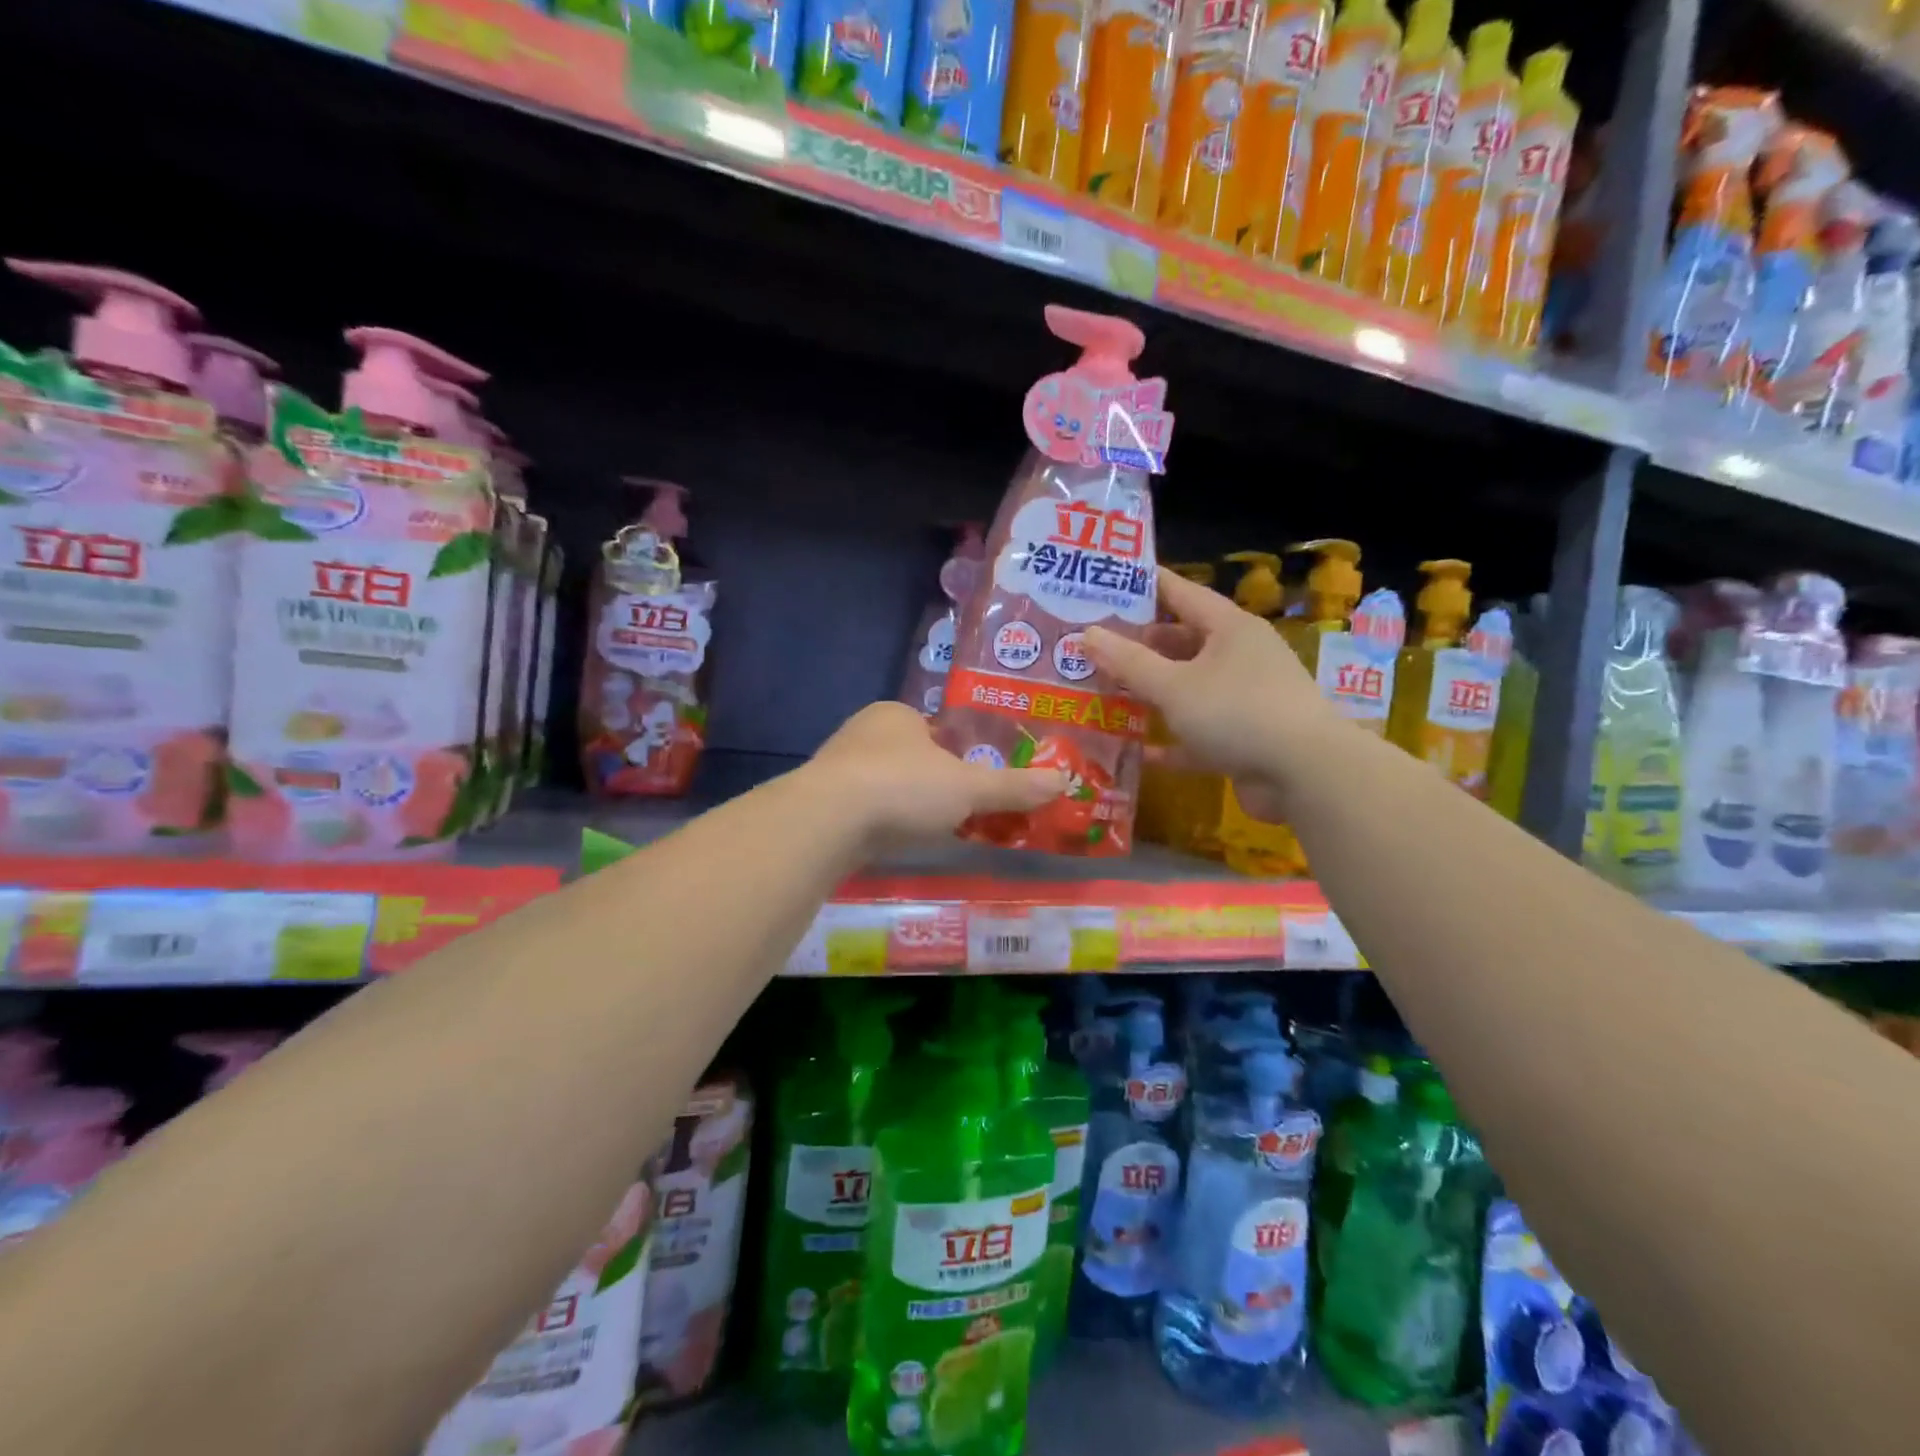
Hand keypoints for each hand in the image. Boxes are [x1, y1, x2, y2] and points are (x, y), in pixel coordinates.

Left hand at [806, 702, 1067, 846]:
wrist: (827, 822)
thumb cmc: (903, 788)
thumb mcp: (968, 789)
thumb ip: (1012, 787)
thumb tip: (1063, 781)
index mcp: (895, 714)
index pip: (933, 729)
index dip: (956, 754)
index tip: (971, 783)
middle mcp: (861, 732)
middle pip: (908, 757)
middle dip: (930, 782)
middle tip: (956, 812)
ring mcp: (834, 768)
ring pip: (882, 784)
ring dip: (903, 805)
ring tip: (926, 832)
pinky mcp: (818, 804)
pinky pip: (860, 811)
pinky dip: (879, 824)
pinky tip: (891, 844)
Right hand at [1083, 567, 1342, 818]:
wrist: (1305, 774)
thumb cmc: (1236, 713)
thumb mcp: (1174, 686)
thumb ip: (1129, 662)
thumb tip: (1087, 634)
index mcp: (1228, 628)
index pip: (1180, 592)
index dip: (1144, 585)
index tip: (1108, 580)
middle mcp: (1239, 656)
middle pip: (1181, 641)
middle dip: (1139, 644)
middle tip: (1093, 644)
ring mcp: (1243, 698)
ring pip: (1188, 687)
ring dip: (1152, 691)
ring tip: (1105, 690)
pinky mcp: (1243, 737)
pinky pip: (1197, 732)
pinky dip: (1171, 740)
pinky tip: (1137, 749)